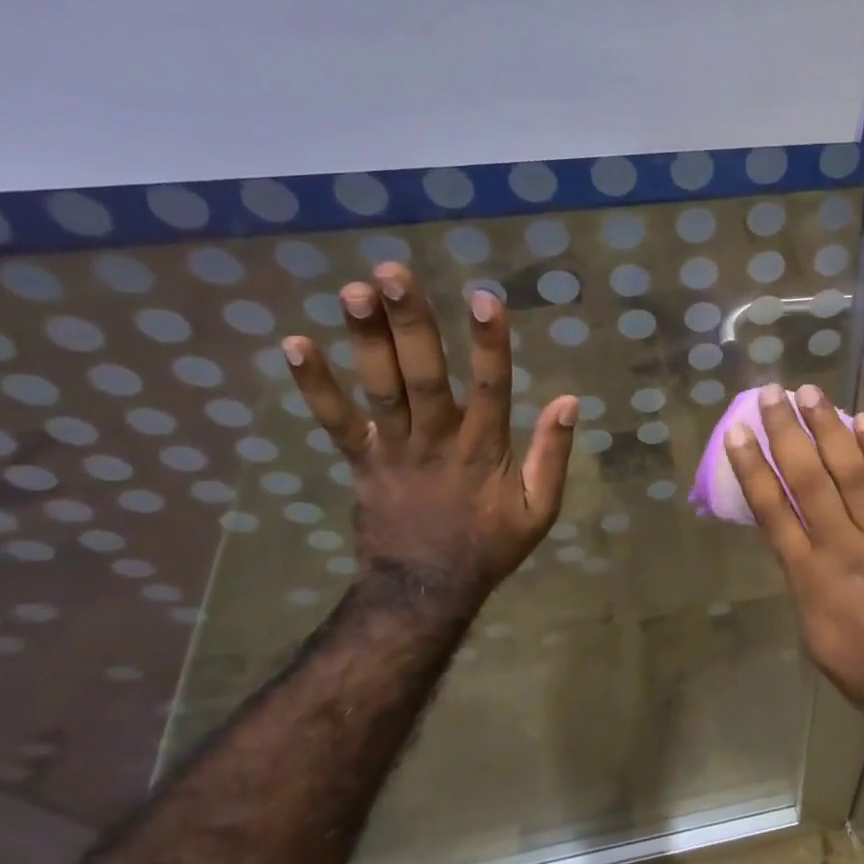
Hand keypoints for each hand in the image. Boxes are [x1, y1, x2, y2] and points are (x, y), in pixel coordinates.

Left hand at [282, 263, 577, 604]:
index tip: (484, 297)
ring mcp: (394, 449)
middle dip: (412, 324)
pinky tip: (294, 342)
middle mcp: (437, 440)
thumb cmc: (489, 545)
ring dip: (367, 339)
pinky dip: (315, 385)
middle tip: (395, 274)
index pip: (493, 387)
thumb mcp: (540, 510)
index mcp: (485, 450)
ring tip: (355, 290)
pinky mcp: (362, 460)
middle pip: (424, 376)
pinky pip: (336, 420)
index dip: (490, 343)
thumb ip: (554, 455)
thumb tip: (569, 400)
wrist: (425, 590)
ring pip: (381, 388)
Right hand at [724, 382, 863, 728]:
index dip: (752, 469)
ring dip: (829, 429)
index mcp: (809, 577)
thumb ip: (804, 581)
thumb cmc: (863, 666)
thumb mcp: (814, 631)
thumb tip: (799, 543)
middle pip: (808, 480)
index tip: (738, 433)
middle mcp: (841, 547)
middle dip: (787, 434)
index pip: (772, 512)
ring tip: (811, 393)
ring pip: (851, 473)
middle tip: (772, 395)